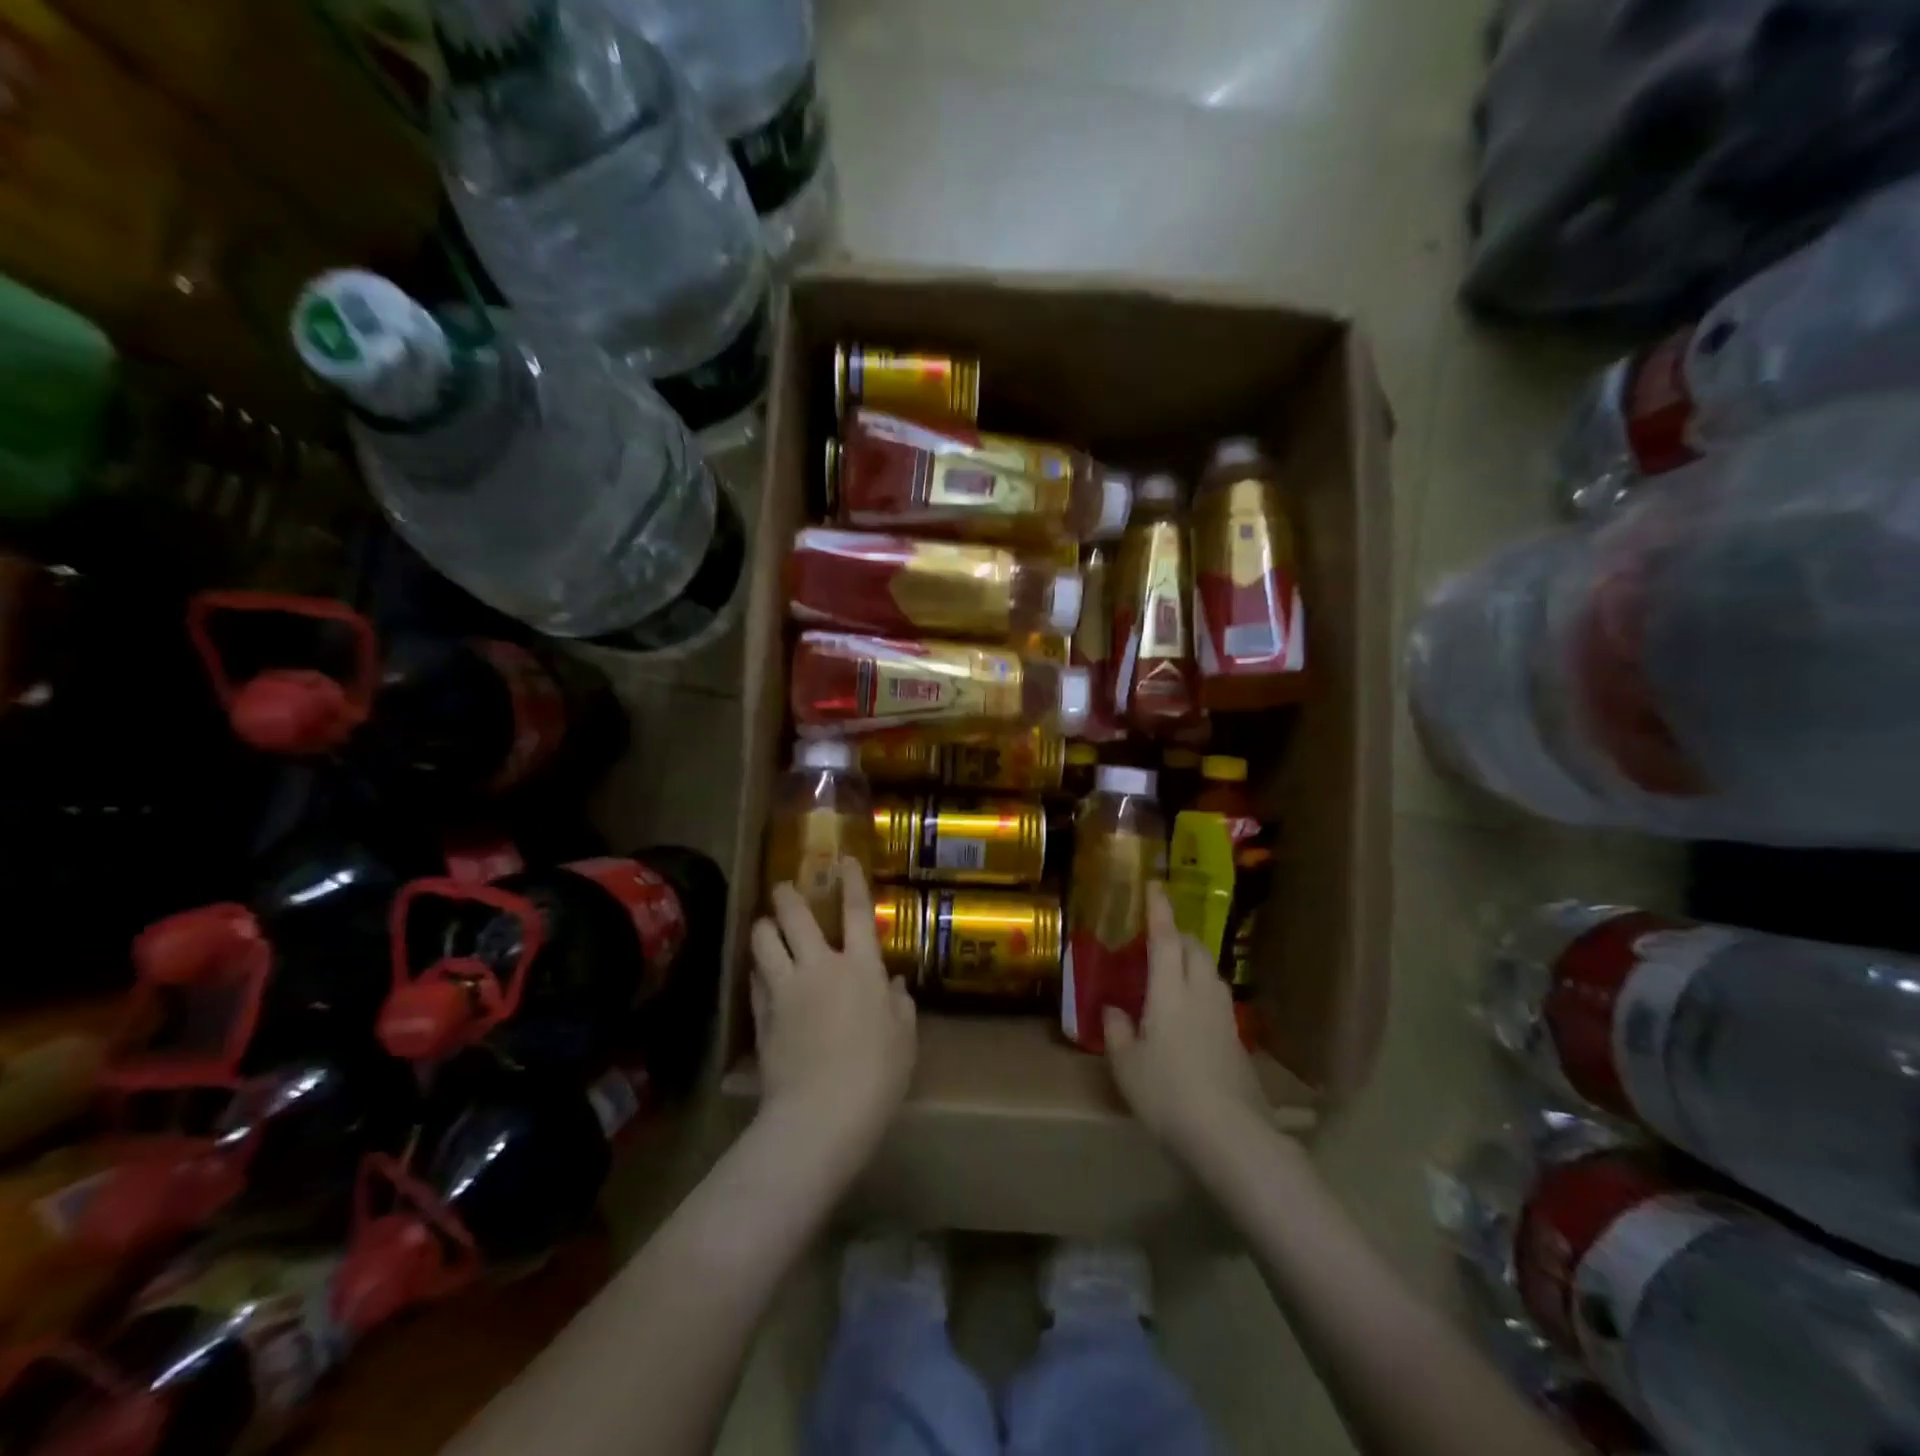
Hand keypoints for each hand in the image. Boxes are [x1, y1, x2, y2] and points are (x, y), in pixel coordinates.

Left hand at [750, 860, 916, 1162]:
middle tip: (783, 887)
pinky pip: (755, 979)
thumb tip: (893, 984)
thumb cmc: (877, 1075)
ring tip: (766, 927)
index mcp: (860, 968)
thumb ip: (899, 1006)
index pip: (857, 912)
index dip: (852, 882)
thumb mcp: (904, 1039)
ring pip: (763, 941)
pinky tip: (761, 974)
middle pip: (796, 916)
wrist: (821, 1113)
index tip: (843, 859)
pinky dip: (758, 970)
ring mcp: (786, 989)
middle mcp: (820, 967)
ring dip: (764, 928)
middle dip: (787, 895)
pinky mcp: (762, 1015)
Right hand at [1105, 885, 1267, 1155]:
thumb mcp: (1127, 1065)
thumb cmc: (1169, 1093)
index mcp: (1170, 991)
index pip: (1166, 938)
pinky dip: (1199, 987)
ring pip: (1208, 970)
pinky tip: (1186, 1010)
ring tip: (1170, 970)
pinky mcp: (1236, 1038)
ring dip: (1190, 959)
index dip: (1159, 910)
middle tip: (1155, 936)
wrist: (1232, 1135)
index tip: (1155, 885)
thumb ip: (1118, 1031)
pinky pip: (1215, 995)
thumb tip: (1114, 1010)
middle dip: (1176, 934)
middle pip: (1194, 948)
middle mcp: (1201, 992)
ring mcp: (1224, 1015)